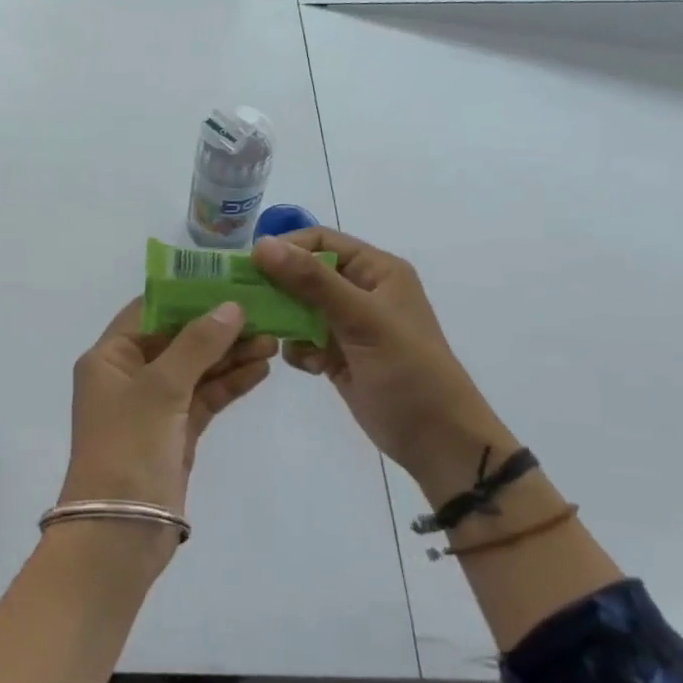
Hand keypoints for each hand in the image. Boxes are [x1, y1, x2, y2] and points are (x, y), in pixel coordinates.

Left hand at [61, 298, 275, 575]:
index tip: (229, 281)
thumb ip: (197, 344)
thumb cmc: (128, 447)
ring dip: (230, 354)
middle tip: (264, 311)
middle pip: (177, 338)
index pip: (150, 310)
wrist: (119, 533)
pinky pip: (205, 397)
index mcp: (110, 356)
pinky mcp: (175, 432)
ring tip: (273, 338)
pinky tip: (261, 369)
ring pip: (196, 368)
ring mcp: (153, 405)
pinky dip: (230, 383)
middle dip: (218, 326)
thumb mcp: (160, 388)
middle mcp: (129, 375)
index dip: (188, 294)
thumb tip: (231, 306)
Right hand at [251, 229, 516, 495]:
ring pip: (299, 307)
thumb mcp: (361, 319)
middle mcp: (361, 291)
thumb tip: (260, 244)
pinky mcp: (338, 355)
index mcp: (377, 271)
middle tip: (245, 302)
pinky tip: (310, 366)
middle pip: (304, 273)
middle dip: (277, 286)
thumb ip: (312, 281)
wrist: (437, 441)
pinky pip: (302, 339)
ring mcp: (348, 325)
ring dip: (284, 320)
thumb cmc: (408, 371)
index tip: (249, 266)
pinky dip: (298, 349)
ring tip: (274, 337)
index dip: (285, 248)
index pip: (321, 241)